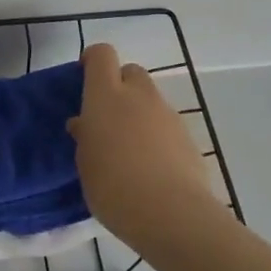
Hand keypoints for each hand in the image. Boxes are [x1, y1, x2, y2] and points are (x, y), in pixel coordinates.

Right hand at [67, 43, 219, 252]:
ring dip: (139, 113)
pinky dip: (157, 135)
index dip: (92, 61)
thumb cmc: (114, 188)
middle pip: (131, 72)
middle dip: (119, 86)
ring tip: (129, 149)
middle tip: (107, 117)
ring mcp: (167, 114)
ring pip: (150, 99)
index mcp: (106, 96)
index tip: (83, 78)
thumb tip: (84, 124)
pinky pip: (166, 125)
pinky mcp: (187, 136)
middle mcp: (139, 96)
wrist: (172, 214)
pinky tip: (151, 167)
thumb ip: (85, 137)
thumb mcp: (86, 164)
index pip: (102, 55)